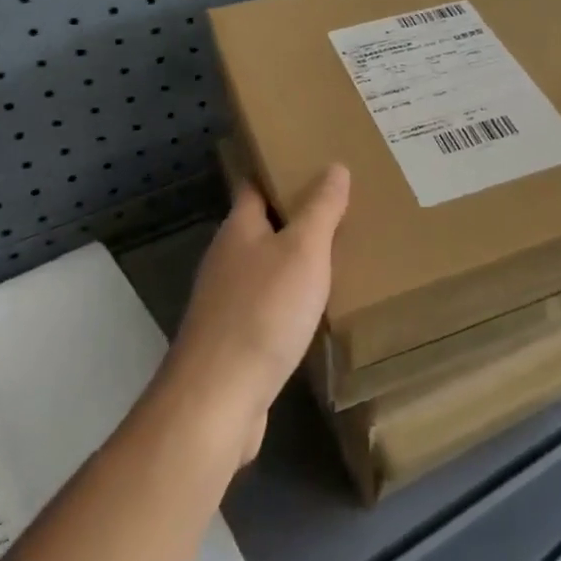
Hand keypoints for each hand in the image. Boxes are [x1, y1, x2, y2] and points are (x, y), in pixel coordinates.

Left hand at [166, 165, 350, 462]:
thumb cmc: (263, 312)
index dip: (279, 169)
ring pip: (266, 267)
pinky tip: (318, 308)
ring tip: (339, 252)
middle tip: (342, 205)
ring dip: (295, 259)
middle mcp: (227, 259)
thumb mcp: (303, 251)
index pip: (255, 185)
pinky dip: (291, 299)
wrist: (218, 400)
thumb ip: (320, 209)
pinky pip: (268, 305)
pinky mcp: (234, 340)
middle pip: (262, 226)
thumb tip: (334, 166)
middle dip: (296, 215)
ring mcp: (226, 301)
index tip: (313, 160)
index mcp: (239, 228)